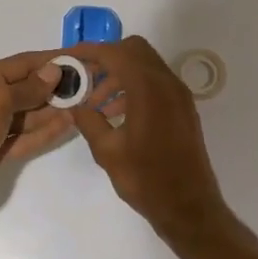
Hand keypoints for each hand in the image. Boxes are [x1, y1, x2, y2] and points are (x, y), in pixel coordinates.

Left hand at [0, 51, 77, 231]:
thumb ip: (27, 88)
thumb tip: (53, 70)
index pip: (21, 64)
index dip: (50, 61)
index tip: (78, 59)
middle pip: (25, 89)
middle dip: (54, 87)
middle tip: (88, 86)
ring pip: (27, 114)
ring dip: (53, 110)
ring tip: (83, 105)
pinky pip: (24, 137)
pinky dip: (43, 132)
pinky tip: (66, 125)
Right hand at [64, 36, 231, 245]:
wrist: (189, 207)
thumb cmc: (146, 179)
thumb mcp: (108, 151)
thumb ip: (88, 120)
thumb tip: (74, 104)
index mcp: (149, 88)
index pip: (115, 53)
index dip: (89, 51)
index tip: (68, 58)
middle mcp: (168, 83)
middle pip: (134, 50)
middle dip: (106, 58)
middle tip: (84, 78)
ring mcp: (179, 95)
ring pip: (145, 65)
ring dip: (119, 74)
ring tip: (96, 104)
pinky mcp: (183, 108)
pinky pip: (156, 83)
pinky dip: (134, 86)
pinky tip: (117, 114)